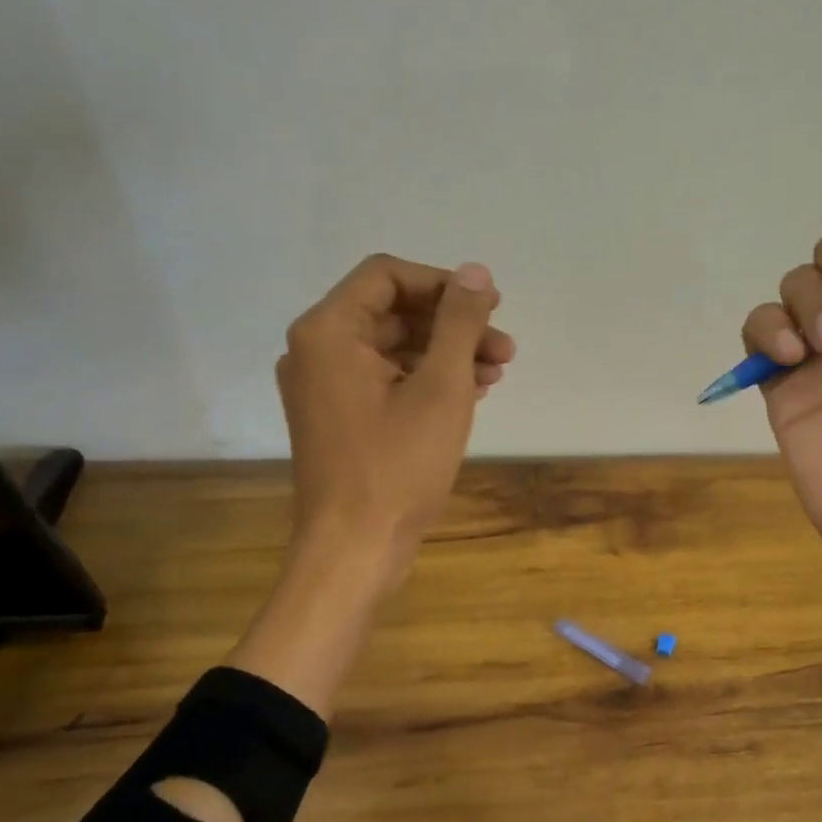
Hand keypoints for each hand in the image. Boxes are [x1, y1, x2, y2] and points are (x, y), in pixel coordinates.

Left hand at [277, 254, 514, 581]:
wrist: (355, 549)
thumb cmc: (398, 465)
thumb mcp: (441, 387)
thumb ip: (460, 323)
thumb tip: (477, 272)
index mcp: (329, 332)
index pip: (387, 276)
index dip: (443, 284)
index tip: (490, 307)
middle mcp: (316, 351)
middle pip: (393, 312)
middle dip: (453, 325)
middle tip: (504, 348)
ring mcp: (324, 387)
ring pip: (394, 348)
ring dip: (447, 354)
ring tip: (496, 373)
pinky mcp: (339, 418)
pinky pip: (386, 380)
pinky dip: (427, 380)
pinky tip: (470, 394)